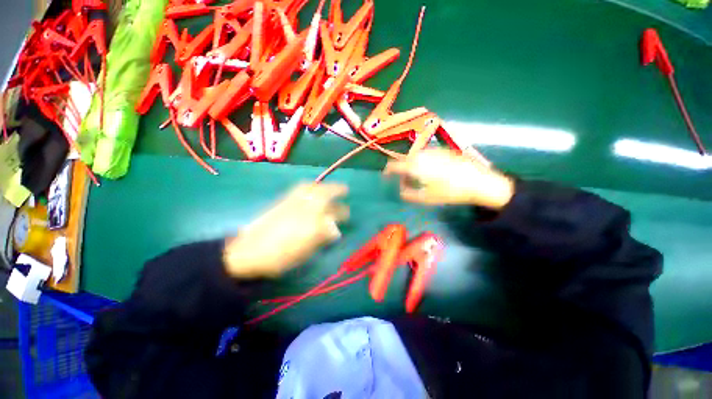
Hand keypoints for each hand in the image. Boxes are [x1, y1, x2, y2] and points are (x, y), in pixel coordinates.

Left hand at [223, 183, 348, 278]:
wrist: (248, 253)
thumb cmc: (280, 256)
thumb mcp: (304, 251)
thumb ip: (321, 237)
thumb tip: (334, 230)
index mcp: (311, 223)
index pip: (332, 213)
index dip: (341, 212)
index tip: (348, 212)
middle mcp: (303, 208)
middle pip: (323, 194)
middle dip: (336, 190)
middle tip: (344, 189)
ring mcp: (291, 203)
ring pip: (311, 188)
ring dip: (323, 186)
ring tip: (329, 187)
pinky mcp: (282, 202)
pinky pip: (299, 189)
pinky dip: (309, 186)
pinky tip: (312, 189)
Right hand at [384, 149, 514, 208]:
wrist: (479, 181)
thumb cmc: (450, 191)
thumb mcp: (426, 197)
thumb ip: (409, 193)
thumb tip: (400, 190)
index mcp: (416, 165)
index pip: (395, 165)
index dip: (388, 170)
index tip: (385, 176)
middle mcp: (422, 155)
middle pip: (405, 159)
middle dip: (401, 170)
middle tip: (404, 181)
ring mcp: (433, 151)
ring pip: (415, 156)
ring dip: (411, 165)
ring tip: (417, 177)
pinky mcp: (443, 151)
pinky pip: (426, 155)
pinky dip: (421, 162)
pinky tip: (430, 171)